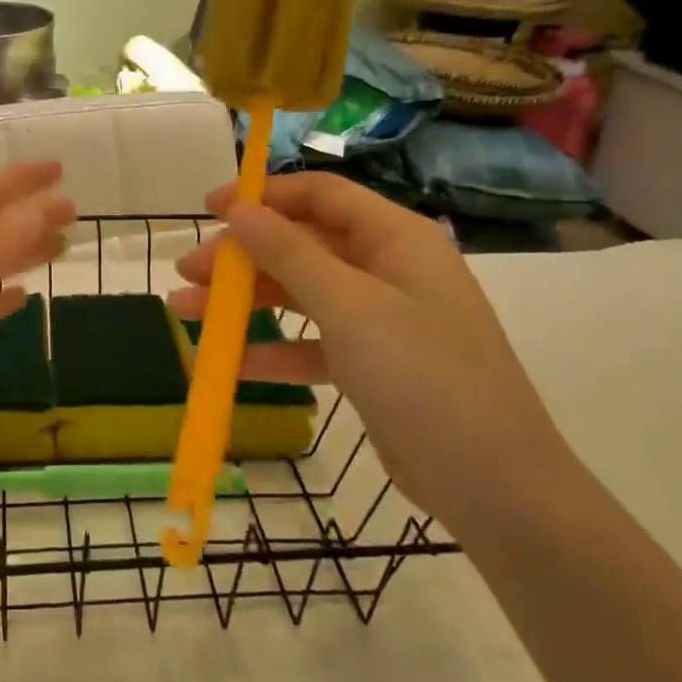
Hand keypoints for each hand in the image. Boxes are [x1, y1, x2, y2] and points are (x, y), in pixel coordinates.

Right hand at [168, 173, 567, 524]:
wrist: (496, 486)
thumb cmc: (423, 376)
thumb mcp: (349, 307)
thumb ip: (289, 253)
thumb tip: (239, 208)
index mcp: (395, 238)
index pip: (320, 195)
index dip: (262, 195)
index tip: (209, 208)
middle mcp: (387, 268)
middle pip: (301, 244)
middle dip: (241, 257)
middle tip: (187, 272)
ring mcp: (379, 318)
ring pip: (300, 294)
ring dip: (244, 301)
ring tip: (186, 312)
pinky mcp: (371, 364)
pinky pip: (311, 342)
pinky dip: (272, 349)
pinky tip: (227, 364)